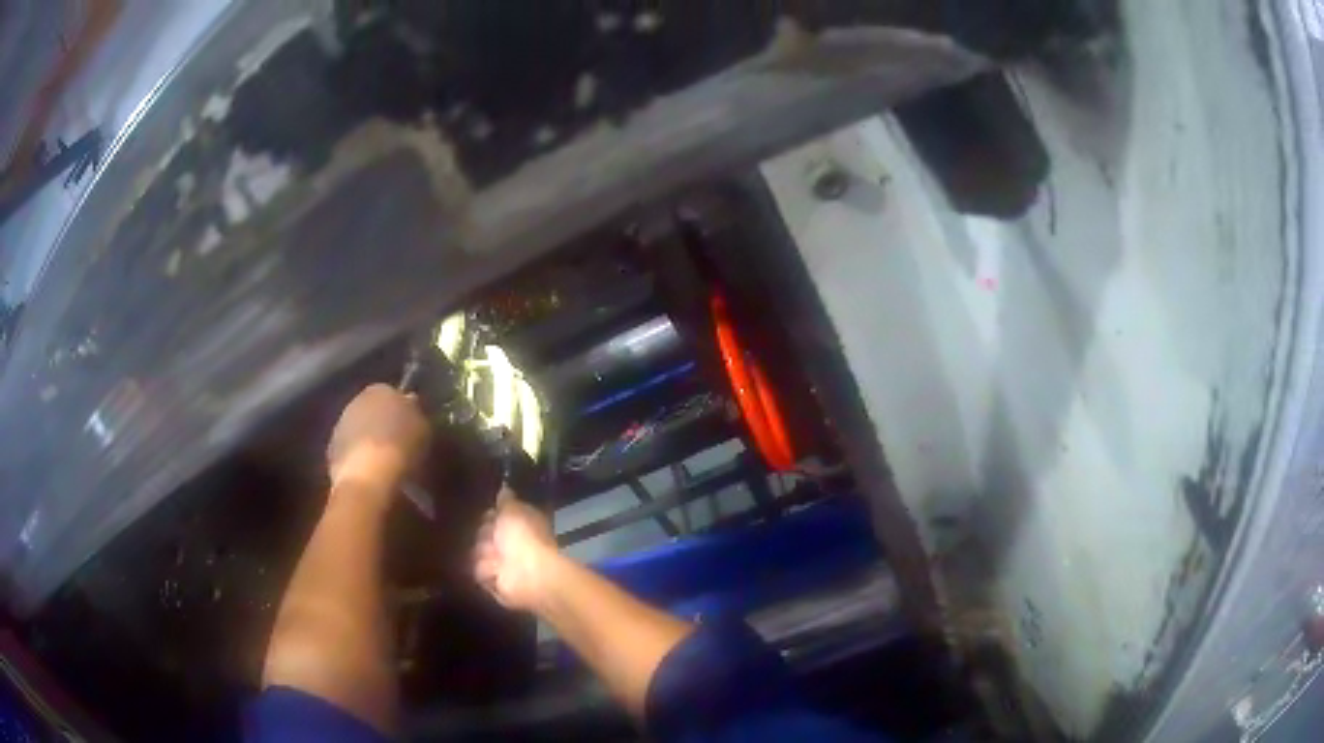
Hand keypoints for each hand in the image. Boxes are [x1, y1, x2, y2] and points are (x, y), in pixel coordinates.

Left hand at [327, 384, 430, 495]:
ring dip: (368, 440)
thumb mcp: (423, 430)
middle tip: (398, 444)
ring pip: (359, 429)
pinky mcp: (331, 450)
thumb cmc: (401, 448)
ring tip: (383, 461)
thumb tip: (411, 407)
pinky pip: (349, 450)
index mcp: (381, 389)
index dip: (403, 410)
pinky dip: (358, 458)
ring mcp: (340, 424)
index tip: (411, 426)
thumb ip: (416, 414)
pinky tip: (369, 473)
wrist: (368, 477)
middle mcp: (356, 400)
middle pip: (373, 410)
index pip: (394, 393)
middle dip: (382, 424)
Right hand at [474, 489, 559, 610]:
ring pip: (476, 551)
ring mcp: (501, 563)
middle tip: (495, 540)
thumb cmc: (524, 538)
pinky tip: (496, 570)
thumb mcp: (513, 511)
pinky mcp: (493, 580)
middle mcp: (510, 543)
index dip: (491, 515)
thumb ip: (506, 500)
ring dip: (485, 554)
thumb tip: (504, 489)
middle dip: (485, 536)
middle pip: (481, 533)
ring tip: (497, 559)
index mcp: (519, 524)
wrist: (529, 574)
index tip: (491, 516)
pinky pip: (478, 571)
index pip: (495, 515)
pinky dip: (486, 570)